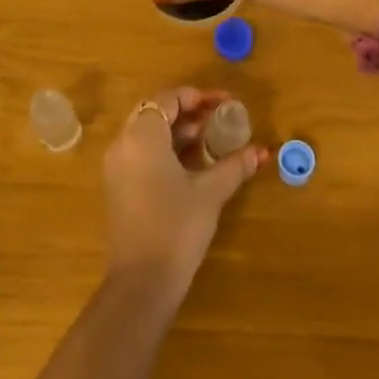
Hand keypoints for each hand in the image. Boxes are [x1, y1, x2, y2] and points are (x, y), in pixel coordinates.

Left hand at [103, 86, 264, 295]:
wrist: (141, 282)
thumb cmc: (176, 228)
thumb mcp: (210, 193)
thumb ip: (234, 166)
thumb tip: (261, 152)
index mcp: (142, 136)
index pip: (168, 98)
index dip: (198, 96)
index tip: (226, 103)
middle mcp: (123, 143)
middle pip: (156, 111)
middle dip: (189, 111)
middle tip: (218, 118)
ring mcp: (117, 165)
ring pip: (147, 132)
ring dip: (178, 130)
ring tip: (211, 139)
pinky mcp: (118, 185)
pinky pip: (141, 151)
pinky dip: (166, 148)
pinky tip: (192, 163)